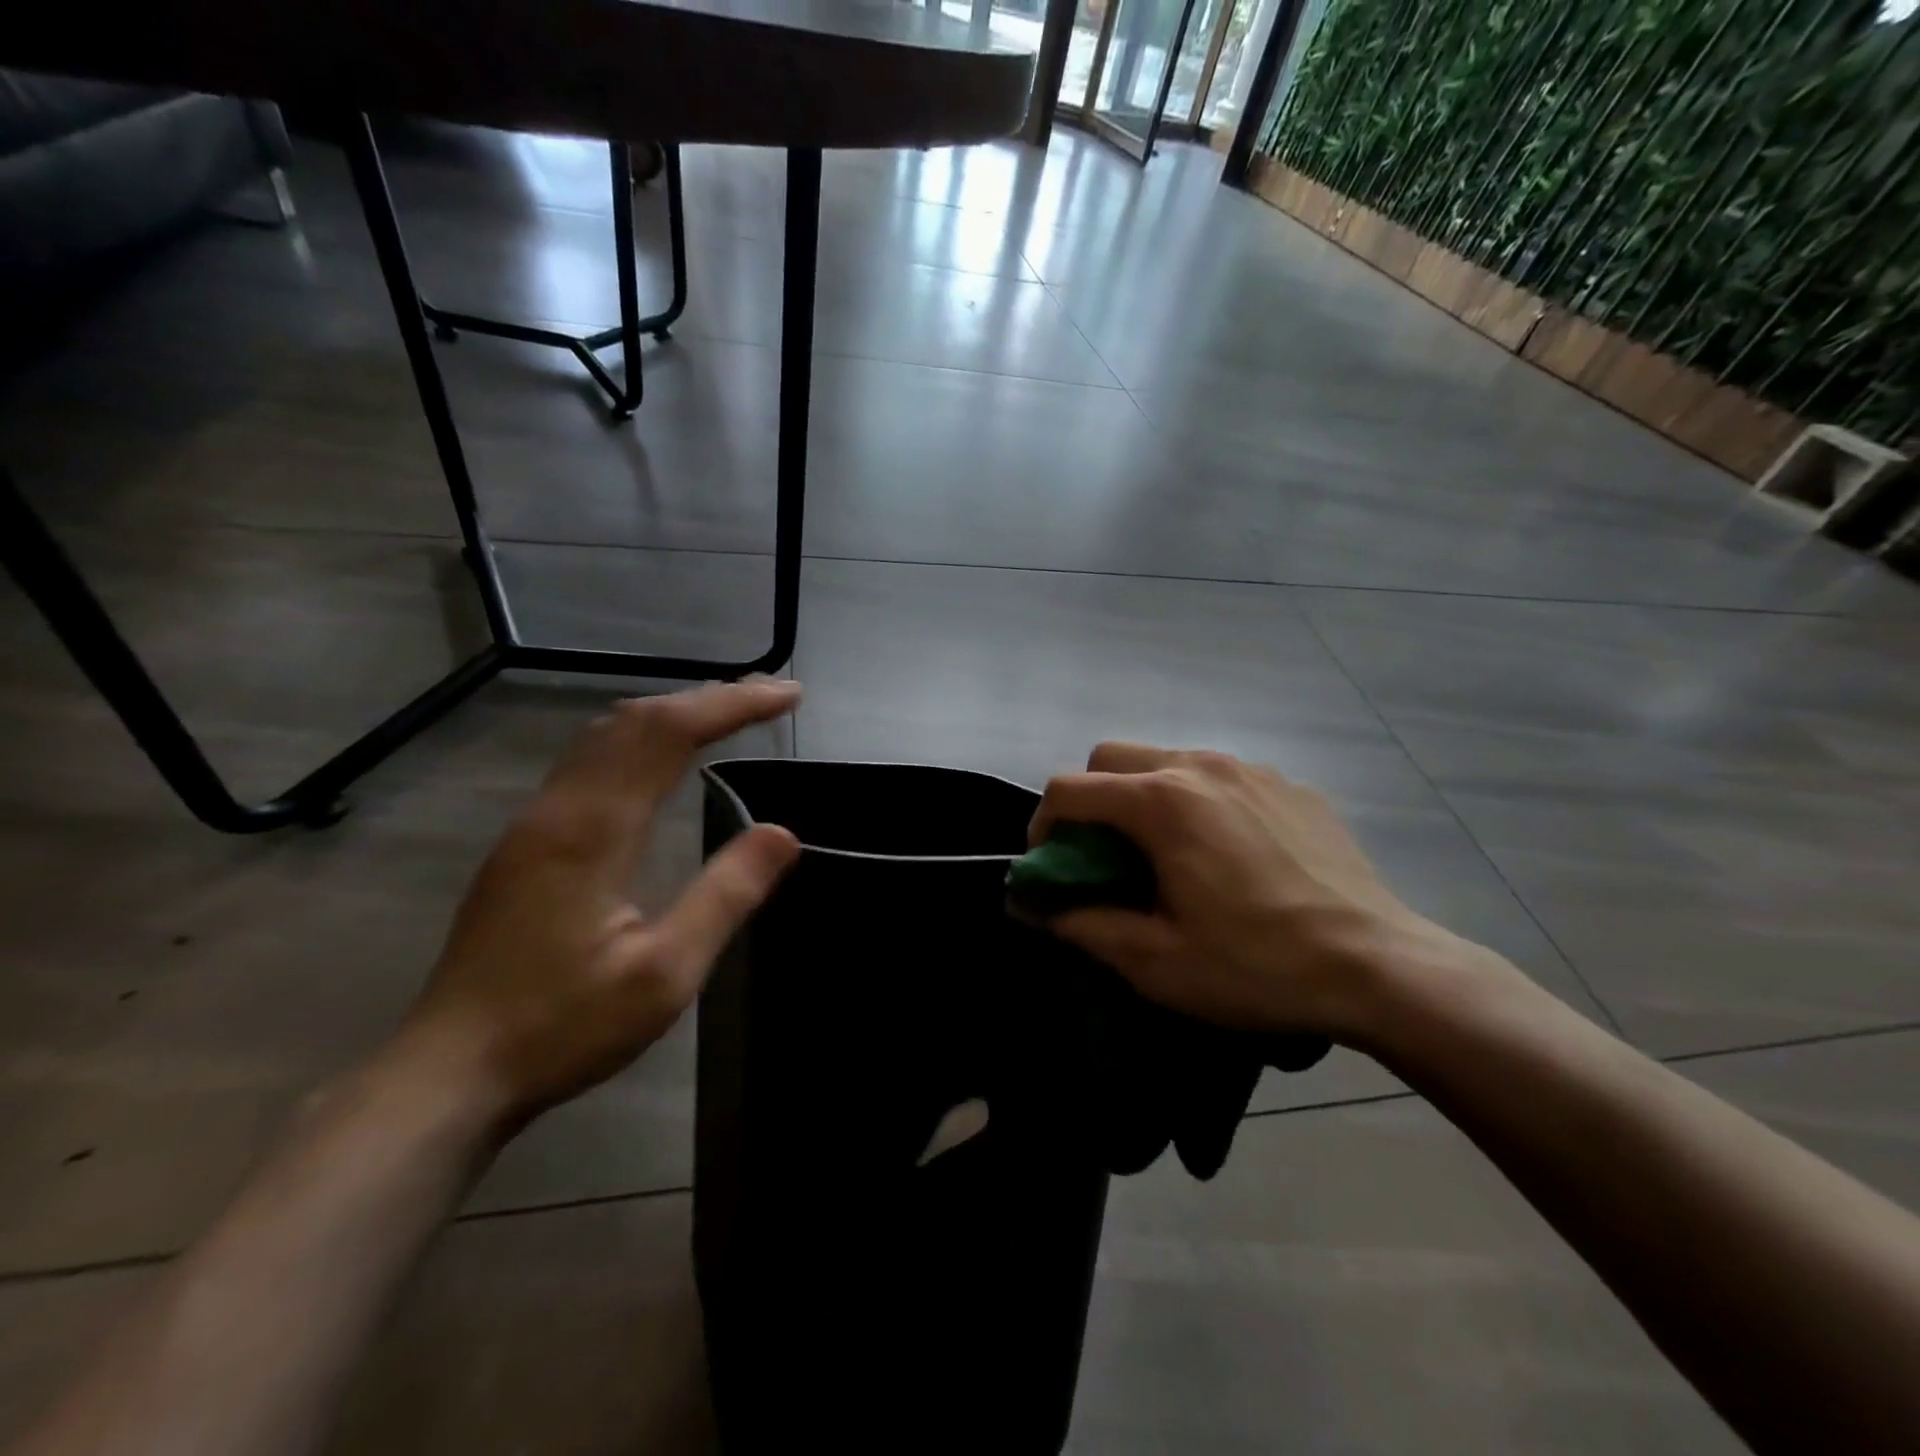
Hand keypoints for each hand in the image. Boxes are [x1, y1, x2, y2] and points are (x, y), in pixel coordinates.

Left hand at [393, 680, 803, 1132]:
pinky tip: (660, 761)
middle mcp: (558, 808)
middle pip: (636, 720)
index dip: (733, 704)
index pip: (670, 732)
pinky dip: (641, 739)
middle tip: (769, 697)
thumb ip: (726, 895)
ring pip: (606, 735)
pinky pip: (590, 761)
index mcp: (593, 828)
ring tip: (727, 715)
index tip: (788, 696)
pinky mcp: (526, 844)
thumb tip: (784, 833)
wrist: (449, 1073)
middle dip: (707, 697)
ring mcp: (534, 823)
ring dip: (672, 713)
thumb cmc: (562, 1027)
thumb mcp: (665, 973)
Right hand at [1030, 742, 1475, 1041]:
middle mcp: (1199, 766)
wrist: (1380, 967)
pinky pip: (1218, 776)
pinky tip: (1225, 853)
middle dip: (1089, 799)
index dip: (1042, 826)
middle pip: (1111, 757)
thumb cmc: (1256, 965)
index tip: (1050, 867)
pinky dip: (1196, 800)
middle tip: (1102, 855)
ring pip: (1166, 760)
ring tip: (1165, 853)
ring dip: (1142, 796)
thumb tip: (1032, 907)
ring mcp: (1250, 769)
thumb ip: (1083, 924)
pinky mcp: (1288, 784)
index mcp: (1160, 802)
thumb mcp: (1155, 961)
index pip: (1068, 789)